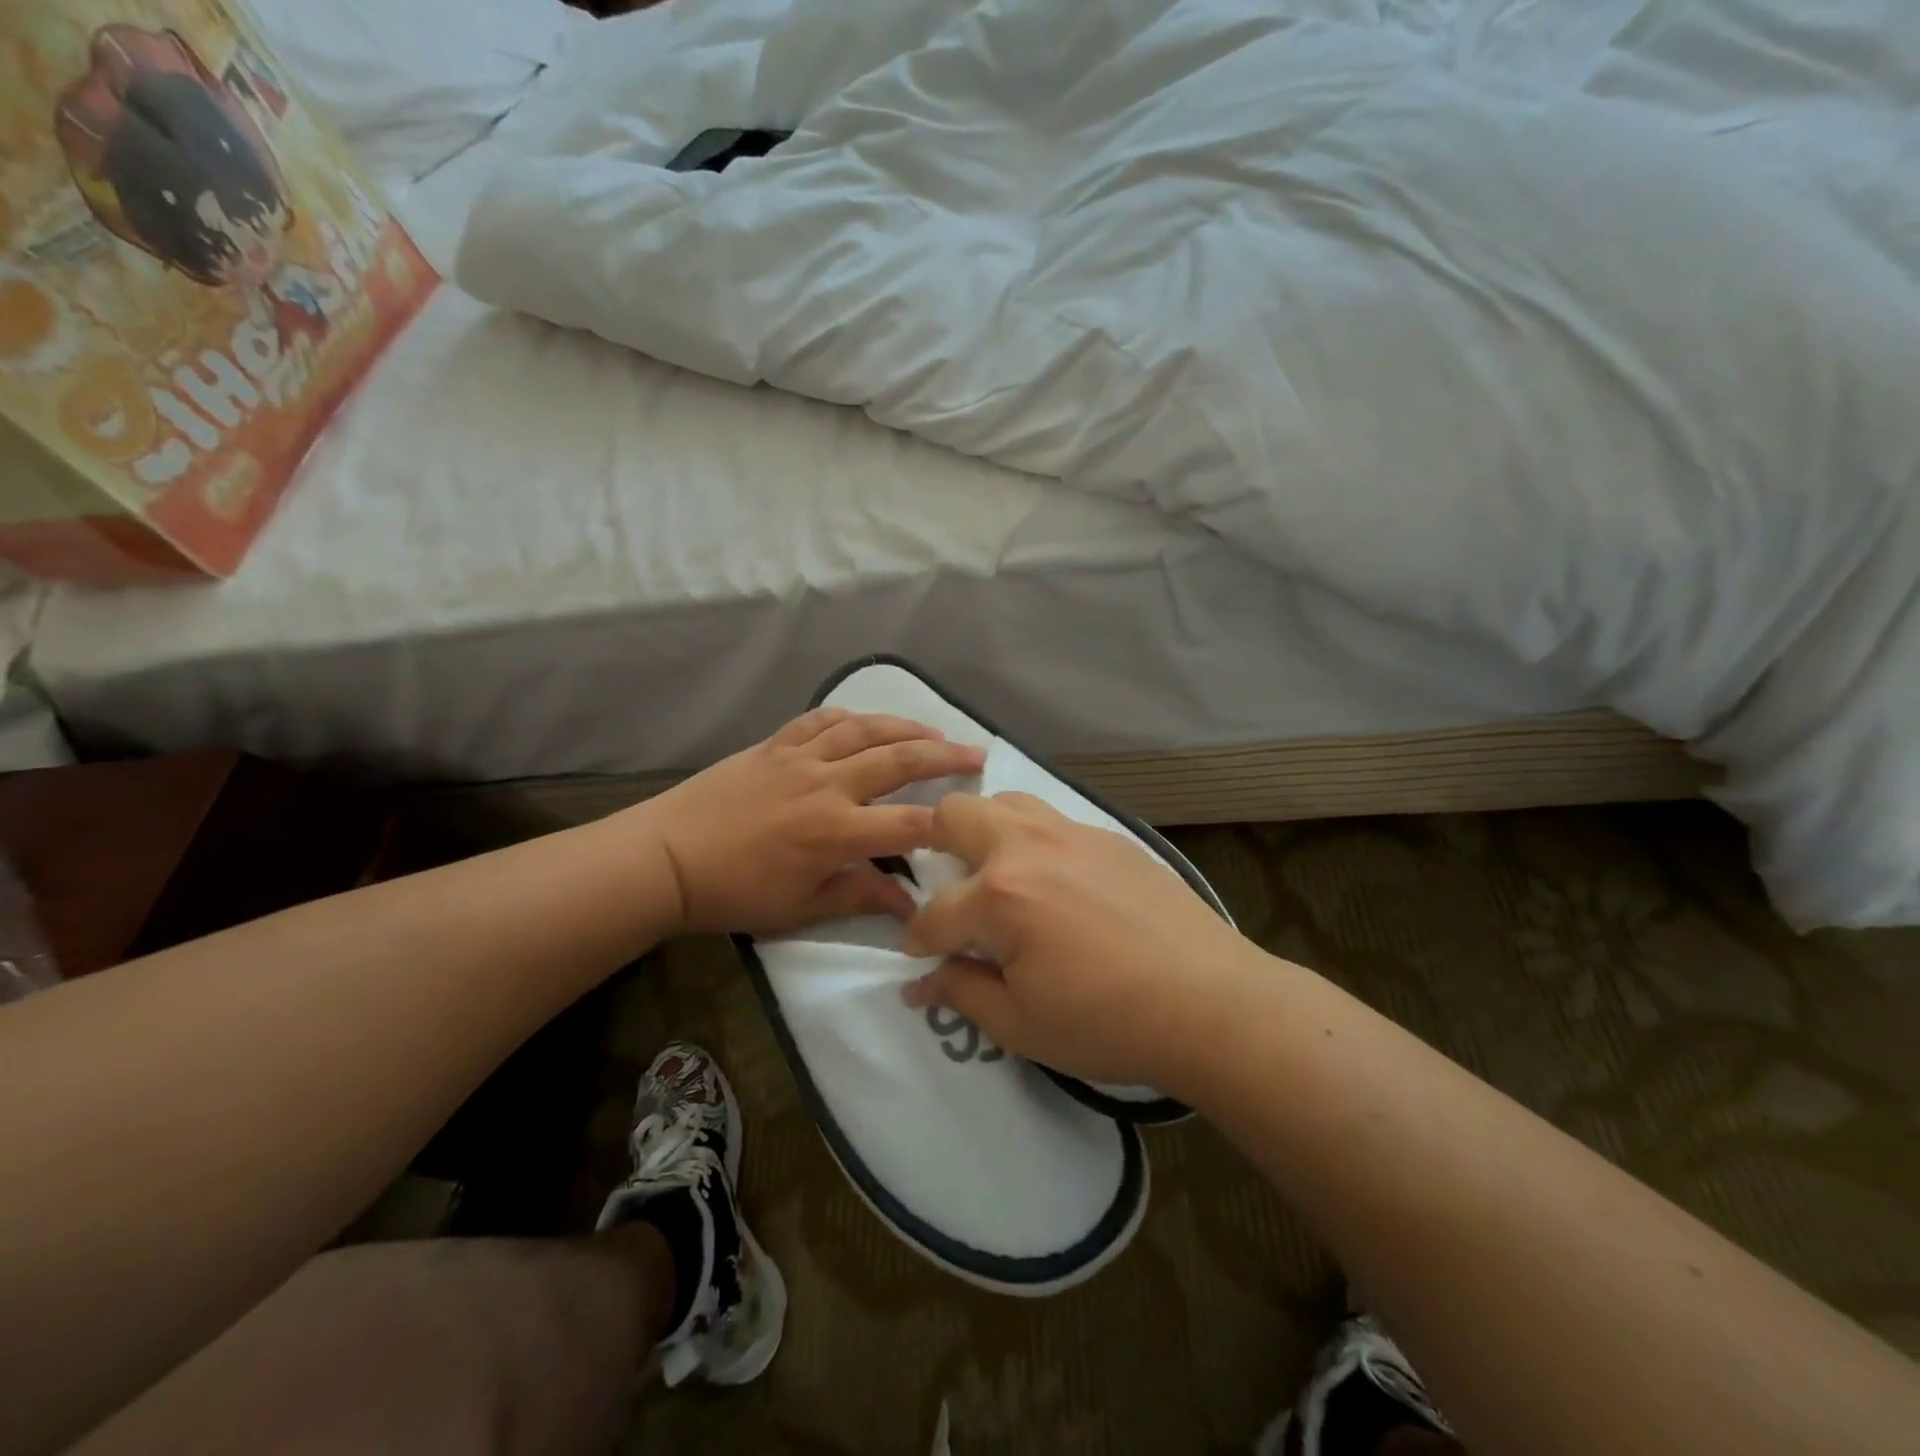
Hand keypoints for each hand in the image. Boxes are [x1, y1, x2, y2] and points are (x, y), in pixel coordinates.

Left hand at [639, 708, 984, 935]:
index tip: (974, 821)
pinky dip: (849, 716)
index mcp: (836, 832)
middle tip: (977, 752)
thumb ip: (859, 896)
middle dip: (944, 756)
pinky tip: (865, 720)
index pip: (909, 823)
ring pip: (864, 730)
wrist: (667, 858)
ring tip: (934, 732)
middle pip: (898, 761)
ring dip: (905, 727)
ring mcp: (800, 758)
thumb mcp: (801, 907)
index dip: (948, 822)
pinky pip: (820, 720)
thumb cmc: (735, 892)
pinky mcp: (775, 745)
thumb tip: (910, 904)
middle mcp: (828, 785)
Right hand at [900, 793, 1261, 1091]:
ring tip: (997, 873)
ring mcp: (1073, 834)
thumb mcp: (1020, 1024)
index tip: (919, 957)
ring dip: (985, 831)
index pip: (934, 912)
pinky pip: (1053, 820)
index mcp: (1000, 894)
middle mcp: (1028, 847)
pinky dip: (1034, 840)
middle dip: (933, 845)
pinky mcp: (1109, 837)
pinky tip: (1055, 881)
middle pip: (956, 813)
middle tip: (948, 889)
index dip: (917, 939)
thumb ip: (961, 993)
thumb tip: (920, 983)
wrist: (1211, 1001)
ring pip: (1006, 802)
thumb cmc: (1107, 1022)